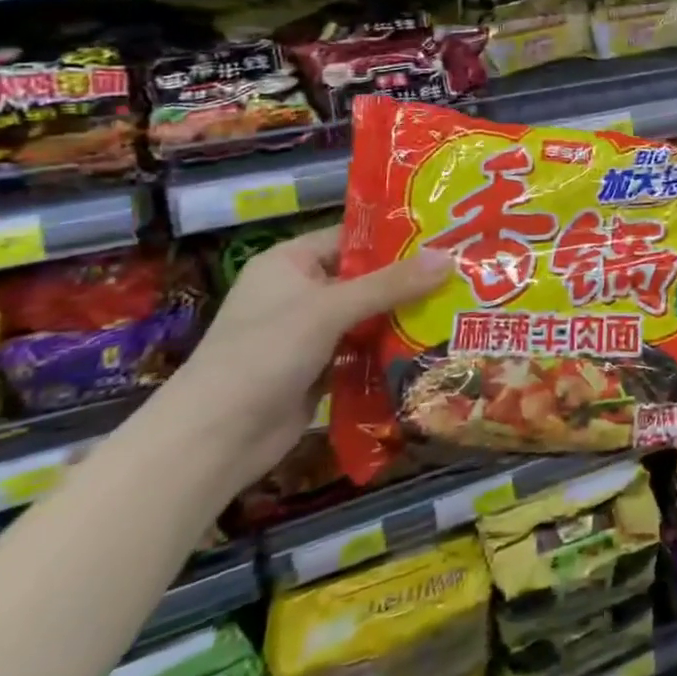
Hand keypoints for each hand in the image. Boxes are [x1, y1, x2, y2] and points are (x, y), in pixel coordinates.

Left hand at [153, 229, 450, 490]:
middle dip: (410, 278)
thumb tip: (450, 257)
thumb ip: (391, 284)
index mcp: (290, 262)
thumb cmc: (264, 354)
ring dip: (404, 314)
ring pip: (368, 314)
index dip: (397, 235)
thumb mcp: (331, 309)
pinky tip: (433, 342)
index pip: (353, 236)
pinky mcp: (319, 367)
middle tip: (463, 270)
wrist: (212, 441)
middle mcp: (300, 291)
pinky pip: (363, 347)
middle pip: (365, 276)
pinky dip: (391, 346)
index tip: (446, 234)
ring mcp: (309, 332)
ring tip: (459, 303)